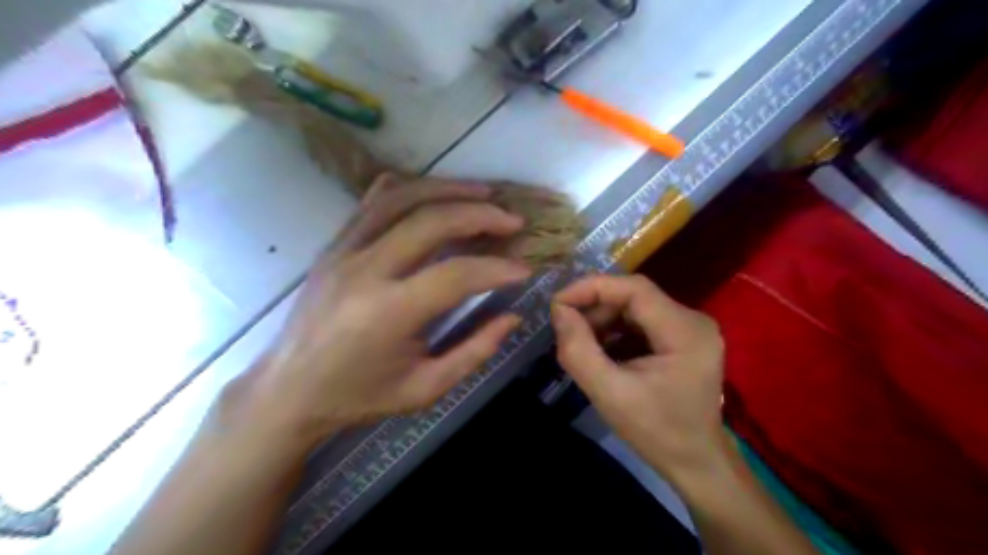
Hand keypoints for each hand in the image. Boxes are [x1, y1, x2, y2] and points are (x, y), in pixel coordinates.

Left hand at [235, 175, 532, 447]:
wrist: (289, 390)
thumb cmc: (360, 396)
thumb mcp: (426, 389)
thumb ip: (475, 351)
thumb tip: (512, 316)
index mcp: (388, 313)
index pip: (455, 274)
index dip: (496, 269)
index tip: (524, 270)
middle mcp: (365, 270)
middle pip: (430, 221)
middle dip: (480, 215)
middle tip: (512, 220)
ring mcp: (344, 251)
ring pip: (401, 198)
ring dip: (448, 190)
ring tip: (484, 193)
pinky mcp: (334, 245)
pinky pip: (373, 202)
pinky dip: (410, 189)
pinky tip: (434, 193)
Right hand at [553, 275, 727, 482]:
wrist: (696, 463)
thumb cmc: (656, 432)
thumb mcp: (609, 394)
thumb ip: (578, 350)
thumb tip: (559, 311)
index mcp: (685, 331)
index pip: (634, 288)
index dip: (592, 288)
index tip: (557, 303)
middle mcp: (693, 320)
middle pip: (634, 297)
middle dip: (595, 308)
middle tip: (566, 328)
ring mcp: (691, 328)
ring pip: (636, 308)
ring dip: (604, 320)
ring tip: (580, 341)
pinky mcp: (683, 338)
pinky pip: (642, 322)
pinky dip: (616, 331)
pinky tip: (600, 349)